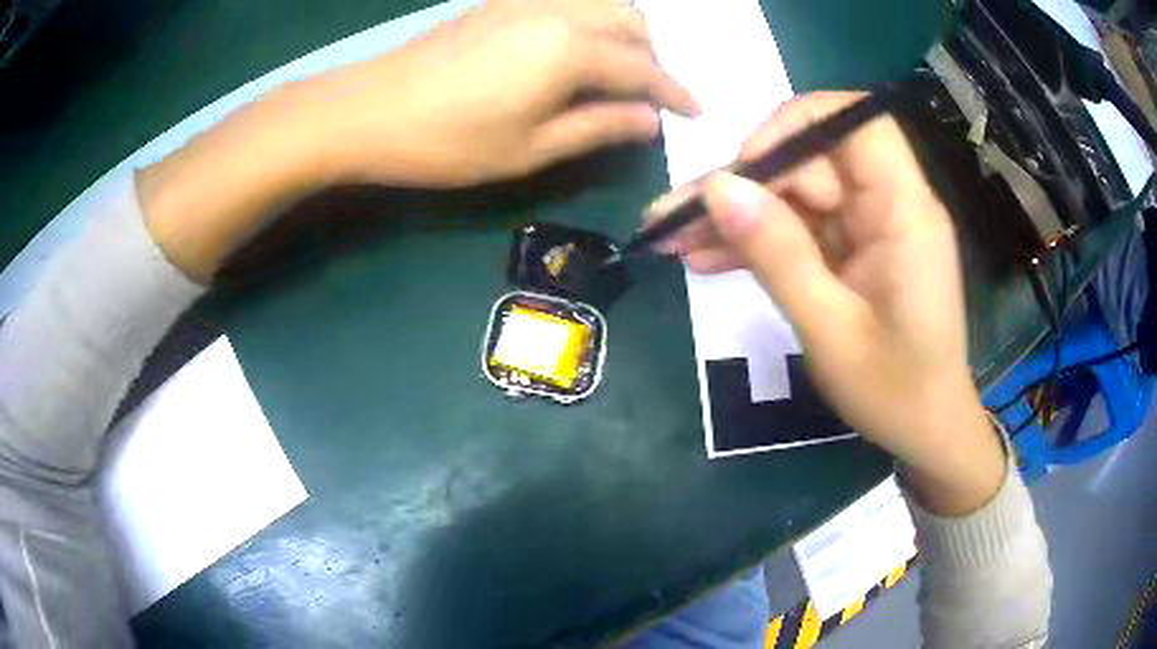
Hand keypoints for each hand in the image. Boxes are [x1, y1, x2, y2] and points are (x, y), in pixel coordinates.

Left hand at [297, 0, 698, 186]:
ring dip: (625, 31)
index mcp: (571, 49)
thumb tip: (649, 120)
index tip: (696, 112)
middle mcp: (558, 11)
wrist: (369, 111)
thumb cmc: (448, 141)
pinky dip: (591, 17)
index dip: (674, 92)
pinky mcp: (500, 2)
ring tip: (619, 69)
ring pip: (601, 2)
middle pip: (631, 21)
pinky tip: (579, 45)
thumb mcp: (530, 149)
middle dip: (654, 56)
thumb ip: (598, 128)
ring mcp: (526, 1)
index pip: (643, 68)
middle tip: (651, 94)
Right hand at [645, 92, 1003, 514]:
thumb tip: (719, 189)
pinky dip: (756, 245)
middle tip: (674, 218)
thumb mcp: (831, 330)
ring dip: (736, 218)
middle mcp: (888, 206)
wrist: (925, 433)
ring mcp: (868, 229)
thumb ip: (778, 255)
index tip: (747, 164)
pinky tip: (706, 259)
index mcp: (904, 212)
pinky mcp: (851, 252)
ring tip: (671, 240)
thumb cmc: (895, 392)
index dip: (796, 125)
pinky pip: (798, 232)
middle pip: (809, 163)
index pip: (856, 123)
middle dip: (742, 185)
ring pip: (794, 198)